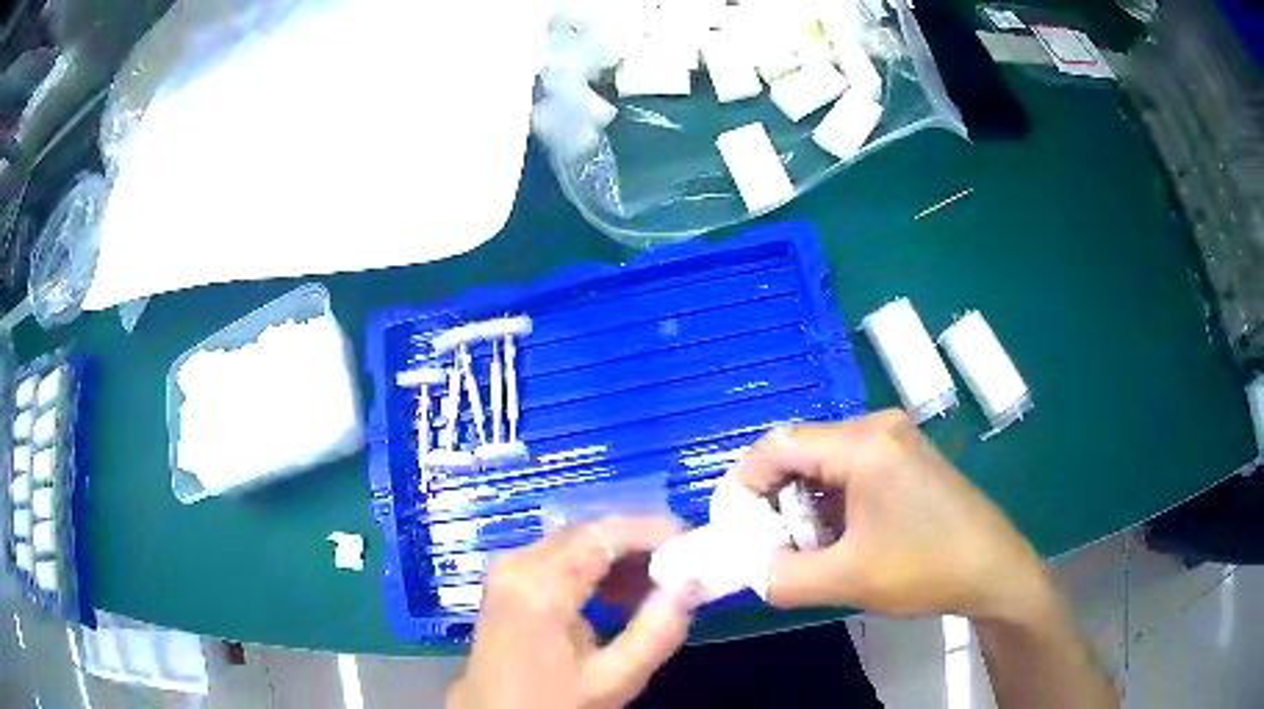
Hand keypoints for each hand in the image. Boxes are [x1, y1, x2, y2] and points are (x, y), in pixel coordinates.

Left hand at [447, 516, 695, 708]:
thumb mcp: (612, 680)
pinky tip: (621, 595)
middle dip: (639, 542)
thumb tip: (690, 583)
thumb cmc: (552, 702)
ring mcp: (507, 569)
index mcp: (539, 586)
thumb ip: (657, 632)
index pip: (603, 535)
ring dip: (619, 555)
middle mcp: (517, 563)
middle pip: (588, 531)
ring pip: (575, 541)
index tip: (693, 542)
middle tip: (684, 563)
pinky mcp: (507, 580)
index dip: (652, 531)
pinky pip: (559, 556)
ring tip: (660, 584)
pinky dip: (595, 567)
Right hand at [732, 410, 1052, 622]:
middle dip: (774, 502)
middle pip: (800, 453)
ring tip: (799, 552)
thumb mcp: (846, 580)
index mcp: (865, 444)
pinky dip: (829, 507)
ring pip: (824, 466)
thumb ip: (780, 577)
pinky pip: (850, 475)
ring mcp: (896, 443)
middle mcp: (878, 429)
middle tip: (764, 547)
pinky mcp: (905, 462)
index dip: (744, 485)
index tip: (731, 530)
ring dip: (802, 507)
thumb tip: (747, 569)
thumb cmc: (926, 568)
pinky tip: (834, 542)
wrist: (994, 571)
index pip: (778, 445)